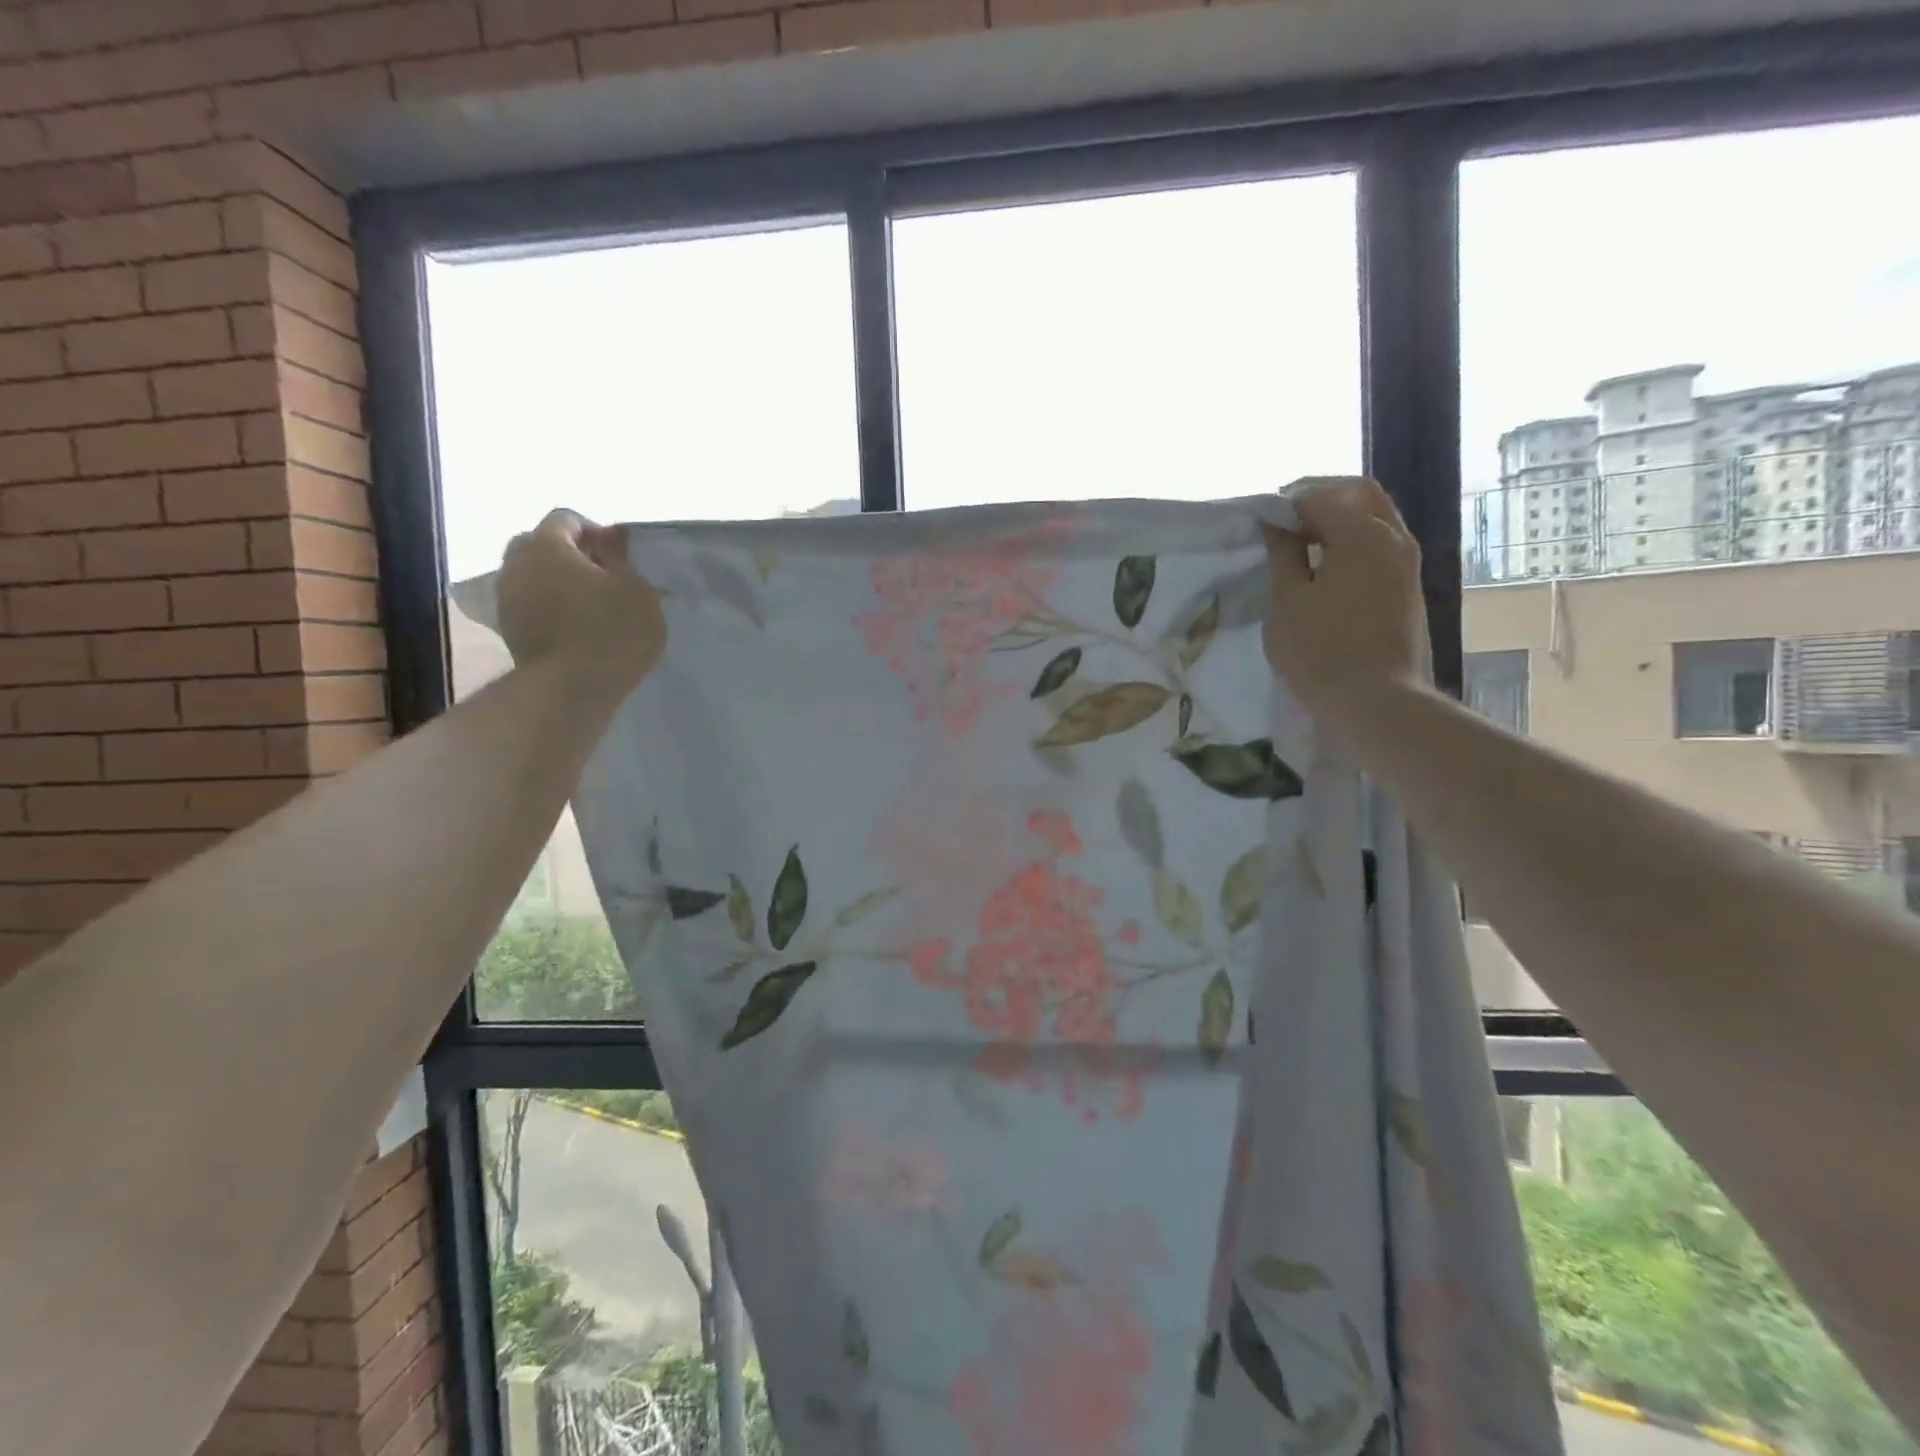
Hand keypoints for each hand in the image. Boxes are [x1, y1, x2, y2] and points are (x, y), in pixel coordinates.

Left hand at [496, 510, 665, 686]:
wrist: (571, 688)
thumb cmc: (612, 630)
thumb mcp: (638, 590)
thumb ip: (623, 560)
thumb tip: (612, 542)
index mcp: (547, 544)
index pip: (567, 519)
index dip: (596, 532)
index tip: (621, 557)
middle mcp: (517, 563)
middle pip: (541, 544)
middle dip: (570, 554)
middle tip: (603, 577)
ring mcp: (507, 598)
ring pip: (533, 575)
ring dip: (558, 582)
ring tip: (590, 605)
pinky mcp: (508, 629)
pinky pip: (530, 604)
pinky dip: (550, 607)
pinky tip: (576, 627)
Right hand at [1262, 477, 1431, 747]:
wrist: (1376, 701)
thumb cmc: (1320, 650)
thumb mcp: (1287, 601)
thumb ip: (1283, 555)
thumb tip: (1277, 525)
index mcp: (1362, 533)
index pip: (1321, 497)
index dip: (1287, 503)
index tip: (1261, 522)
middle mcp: (1393, 538)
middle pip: (1360, 495)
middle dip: (1322, 499)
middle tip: (1286, 522)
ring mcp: (1407, 565)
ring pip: (1375, 521)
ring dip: (1340, 523)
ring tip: (1301, 548)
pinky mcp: (1408, 590)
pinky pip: (1380, 548)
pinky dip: (1353, 546)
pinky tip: (1325, 571)